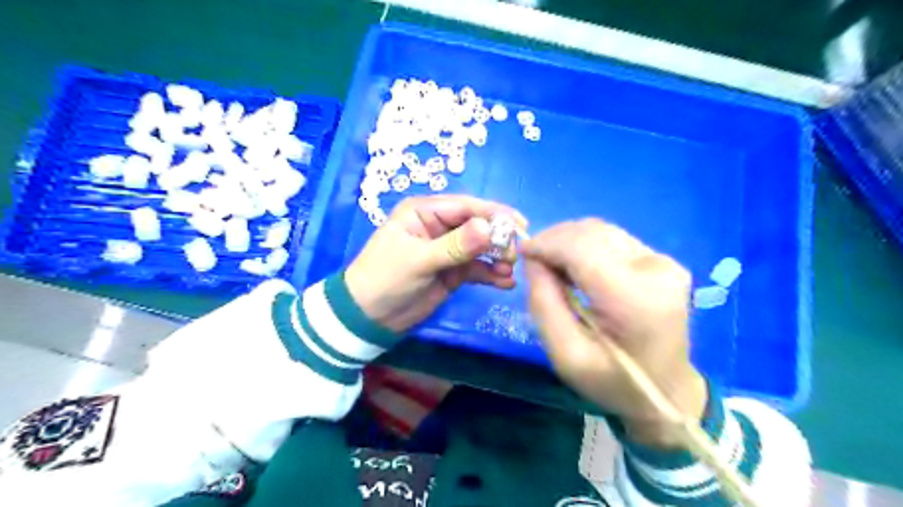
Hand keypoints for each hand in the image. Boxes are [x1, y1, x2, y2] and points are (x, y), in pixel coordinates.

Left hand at [346, 196, 525, 334]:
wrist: (369, 317)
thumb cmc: (385, 279)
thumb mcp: (419, 260)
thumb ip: (455, 245)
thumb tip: (488, 228)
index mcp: (425, 212)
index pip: (466, 206)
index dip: (494, 214)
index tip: (520, 226)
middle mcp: (439, 226)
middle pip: (478, 225)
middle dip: (498, 238)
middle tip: (515, 255)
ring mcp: (448, 249)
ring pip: (480, 248)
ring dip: (497, 258)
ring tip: (509, 271)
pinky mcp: (453, 271)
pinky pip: (477, 269)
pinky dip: (491, 274)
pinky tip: (505, 283)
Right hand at [522, 220, 704, 448]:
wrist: (665, 392)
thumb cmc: (612, 381)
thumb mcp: (565, 355)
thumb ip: (544, 304)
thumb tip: (533, 259)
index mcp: (635, 299)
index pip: (582, 248)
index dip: (546, 243)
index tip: (521, 252)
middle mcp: (656, 270)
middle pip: (591, 233)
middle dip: (554, 240)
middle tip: (534, 262)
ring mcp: (665, 262)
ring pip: (601, 231)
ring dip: (569, 241)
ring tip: (552, 266)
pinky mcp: (663, 260)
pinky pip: (612, 239)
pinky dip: (585, 246)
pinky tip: (575, 267)